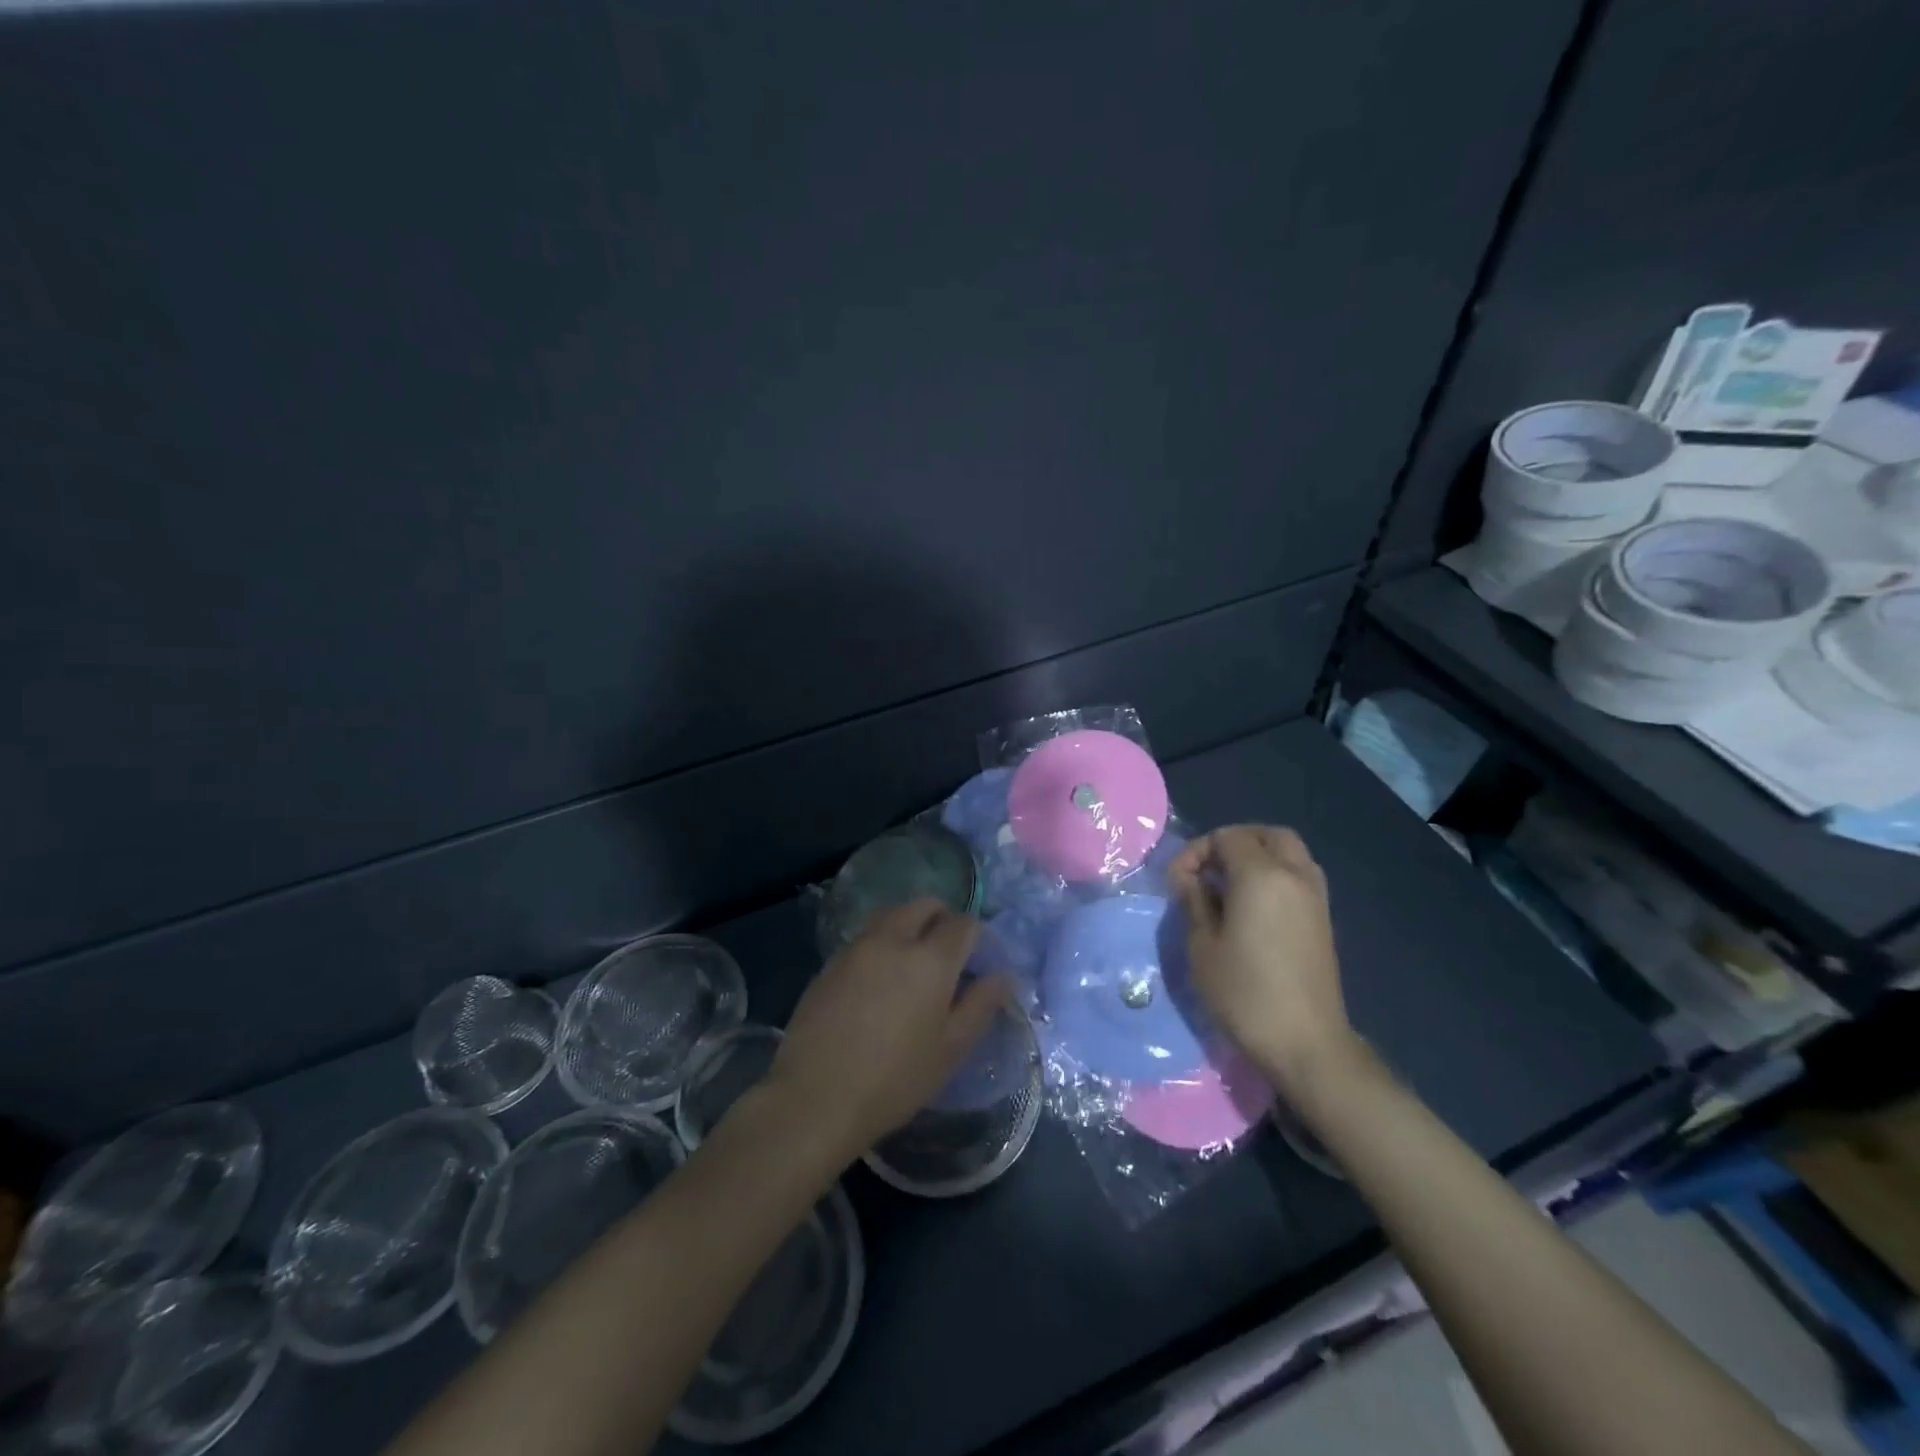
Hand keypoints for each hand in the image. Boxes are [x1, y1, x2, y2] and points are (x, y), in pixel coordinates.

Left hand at [765, 900, 1005, 1161]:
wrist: (814, 1098)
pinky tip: (879, 980)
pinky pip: (865, 937)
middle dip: (942, 919)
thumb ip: (980, 1006)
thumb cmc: (895, 1079)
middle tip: (948, 955)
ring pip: (891, 915)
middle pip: (924, 905)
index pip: (963, 924)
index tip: (979, 962)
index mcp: (930, 958)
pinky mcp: (830, 962)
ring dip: (909, 925)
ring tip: (913, 962)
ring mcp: (857, 947)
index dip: (977, 938)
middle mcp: (894, 939)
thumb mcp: (950, 1049)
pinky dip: (881, 943)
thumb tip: (1004, 976)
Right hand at [1168, 825, 1357, 1096]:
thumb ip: (1193, 901)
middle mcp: (1294, 875)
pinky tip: (1251, 907)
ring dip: (1256, 857)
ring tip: (1227, 888)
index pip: (1226, 837)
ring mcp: (1315, 896)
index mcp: (1262, 875)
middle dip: (1232, 843)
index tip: (1178, 884)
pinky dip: (1274, 875)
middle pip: (1266, 834)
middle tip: (1207, 872)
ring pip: (1288, 852)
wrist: (1305, 1044)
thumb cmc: (1245, 993)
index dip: (1196, 853)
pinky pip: (1298, 875)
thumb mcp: (1202, 946)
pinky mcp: (1323, 919)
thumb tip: (1189, 879)